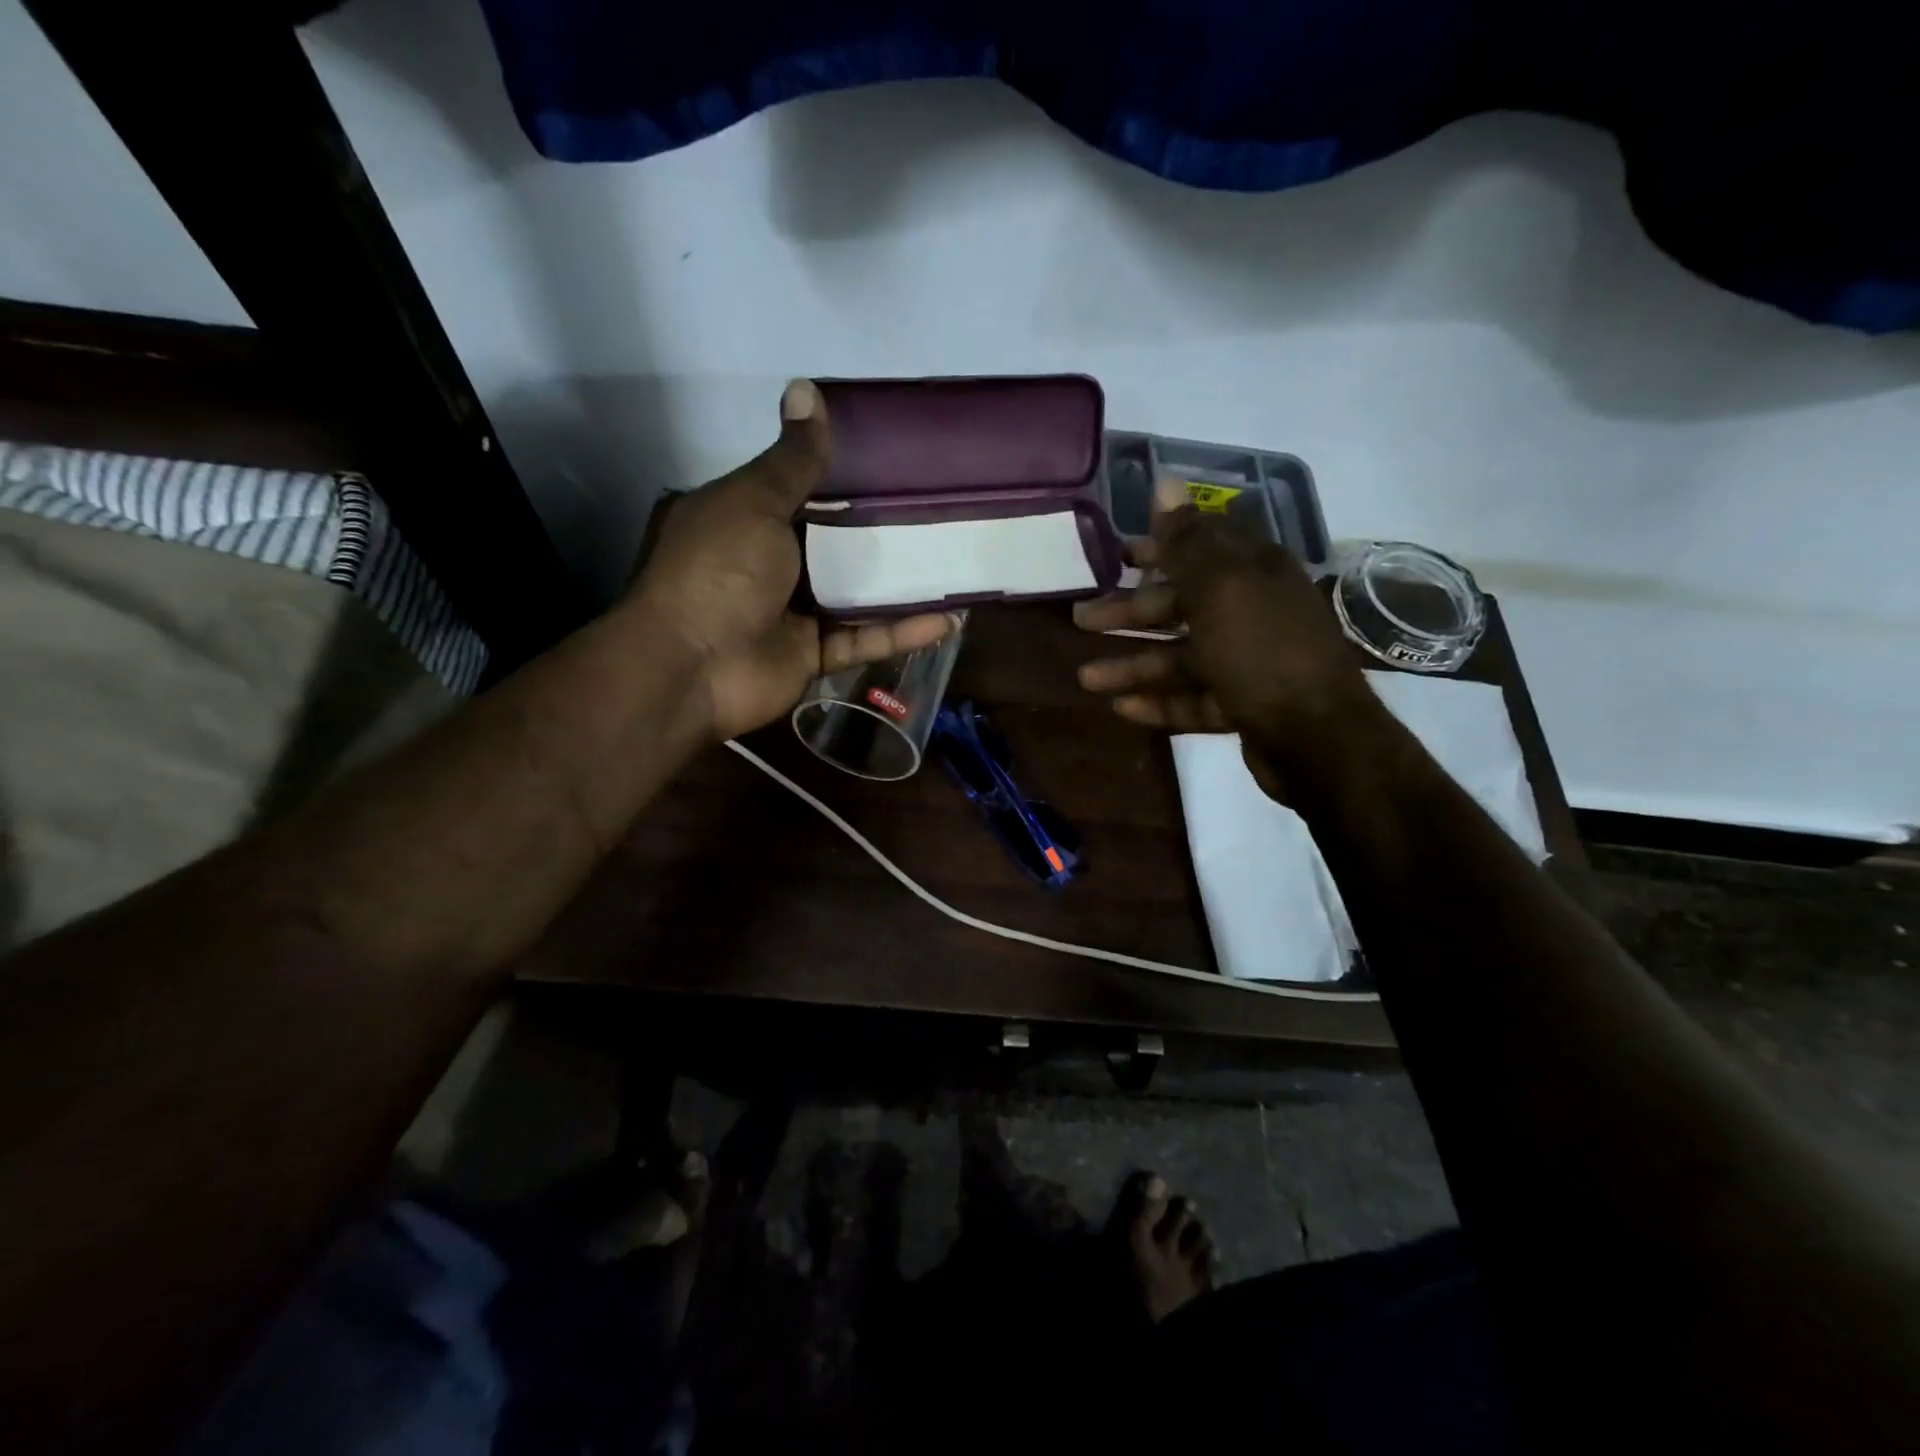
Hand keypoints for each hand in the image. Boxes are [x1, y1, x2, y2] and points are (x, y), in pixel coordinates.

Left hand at [629, 379, 956, 740]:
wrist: (692, 668)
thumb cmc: (719, 570)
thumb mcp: (754, 501)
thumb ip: (792, 460)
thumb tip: (806, 389)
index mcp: (746, 518)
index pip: (803, 490)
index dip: (847, 475)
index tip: (897, 460)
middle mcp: (769, 563)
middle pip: (835, 542)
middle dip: (882, 529)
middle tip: (940, 508)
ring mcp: (792, 612)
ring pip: (855, 594)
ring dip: (901, 584)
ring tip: (953, 563)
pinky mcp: (812, 656)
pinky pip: (862, 640)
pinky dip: (900, 632)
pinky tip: (948, 620)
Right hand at [1072, 478, 1385, 794]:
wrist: (1318, 739)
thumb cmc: (1262, 652)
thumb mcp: (1221, 589)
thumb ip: (1188, 542)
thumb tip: (1166, 483)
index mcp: (1254, 574)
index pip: (1200, 547)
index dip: (1157, 548)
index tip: (1116, 556)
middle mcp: (1252, 612)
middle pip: (1180, 607)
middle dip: (1129, 613)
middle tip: (1081, 619)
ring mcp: (1248, 662)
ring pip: (1180, 658)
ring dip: (1133, 666)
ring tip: (1086, 679)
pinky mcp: (1242, 705)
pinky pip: (1192, 699)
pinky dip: (1159, 702)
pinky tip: (1122, 709)